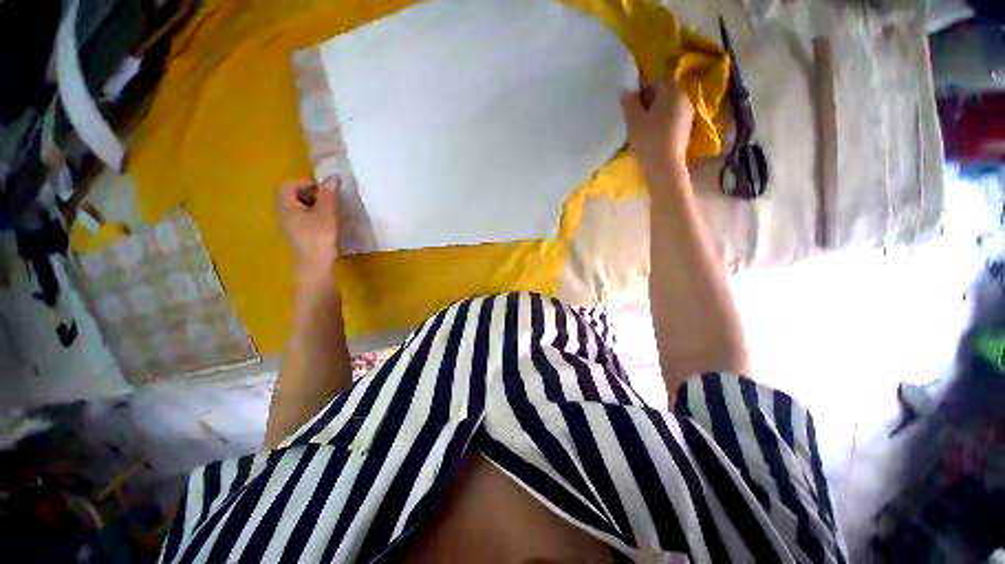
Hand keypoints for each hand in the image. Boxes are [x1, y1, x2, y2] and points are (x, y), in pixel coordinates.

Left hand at [277, 178, 338, 284]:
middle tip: (330, 198)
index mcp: (286, 205)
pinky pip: (304, 218)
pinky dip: (315, 215)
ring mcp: (290, 225)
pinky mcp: (299, 235)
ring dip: (315, 205)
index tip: (325, 189)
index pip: (289, 185)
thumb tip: (331, 178)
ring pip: (300, 207)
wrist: (316, 264)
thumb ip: (328, 195)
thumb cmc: (319, 237)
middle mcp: (284, 213)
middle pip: (293, 195)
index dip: (306, 182)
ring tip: (332, 210)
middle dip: (312, 193)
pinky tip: (329, 222)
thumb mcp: (326, 213)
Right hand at [620, 76, 694, 184]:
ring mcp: (688, 114)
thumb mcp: (633, 121)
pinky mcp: (687, 129)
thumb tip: (625, 90)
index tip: (633, 103)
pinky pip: (673, 118)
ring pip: (670, 106)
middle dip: (651, 100)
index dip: (644, 88)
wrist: (664, 166)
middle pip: (666, 92)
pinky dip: (664, 122)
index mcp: (672, 91)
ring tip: (643, 126)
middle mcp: (684, 98)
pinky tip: (653, 134)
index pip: (659, 80)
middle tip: (636, 115)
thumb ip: (629, 103)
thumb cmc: (648, 140)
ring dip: (657, 112)